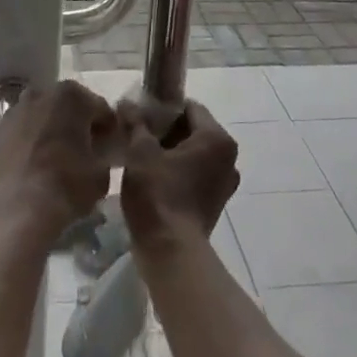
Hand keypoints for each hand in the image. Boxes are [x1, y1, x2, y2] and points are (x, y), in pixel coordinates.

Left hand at [0, 80, 118, 236]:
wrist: (16, 208)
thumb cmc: (66, 184)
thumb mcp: (101, 173)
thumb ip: (103, 155)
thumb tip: (99, 155)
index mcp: (72, 96)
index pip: (100, 108)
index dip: (109, 129)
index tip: (111, 148)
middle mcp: (41, 94)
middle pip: (68, 108)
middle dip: (77, 126)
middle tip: (86, 153)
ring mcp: (15, 112)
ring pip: (42, 118)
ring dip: (52, 132)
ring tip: (58, 161)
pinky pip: (22, 134)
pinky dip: (30, 145)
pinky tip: (36, 168)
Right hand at [119, 97, 239, 254]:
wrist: (171, 252)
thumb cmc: (158, 195)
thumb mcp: (140, 153)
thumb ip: (136, 124)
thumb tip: (127, 104)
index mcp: (217, 138)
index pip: (189, 107)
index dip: (163, 108)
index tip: (140, 116)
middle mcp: (229, 158)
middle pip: (193, 130)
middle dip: (166, 131)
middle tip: (137, 135)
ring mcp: (224, 183)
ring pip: (194, 154)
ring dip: (171, 153)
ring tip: (141, 157)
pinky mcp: (216, 203)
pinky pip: (196, 175)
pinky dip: (178, 172)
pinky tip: (153, 179)